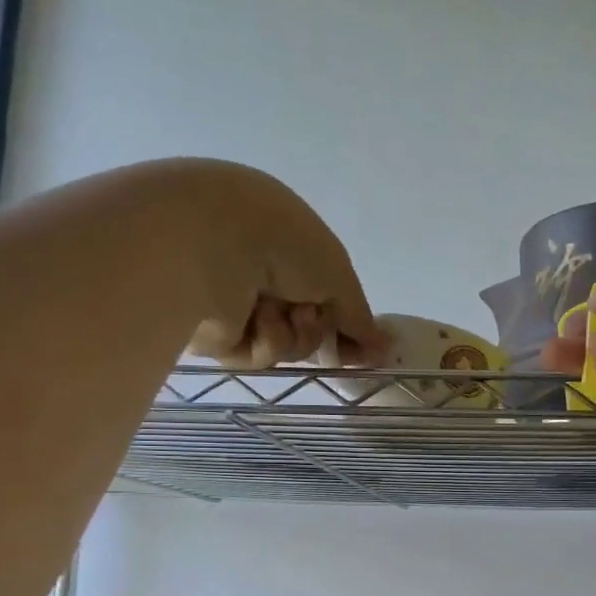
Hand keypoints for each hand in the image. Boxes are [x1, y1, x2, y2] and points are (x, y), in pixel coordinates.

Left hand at [151, 160, 383, 368]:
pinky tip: (256, 319)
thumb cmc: (285, 244)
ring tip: (282, 310)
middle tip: (317, 322)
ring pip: (286, 343)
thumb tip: (384, 349)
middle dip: (319, 329)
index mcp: (286, 241)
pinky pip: (257, 354)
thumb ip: (360, 316)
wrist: (211, 243)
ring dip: (295, 333)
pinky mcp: (212, 330)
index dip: (346, 321)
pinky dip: (265, 341)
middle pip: (307, 324)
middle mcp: (258, 269)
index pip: (324, 292)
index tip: (364, 348)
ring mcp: (233, 300)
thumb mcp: (339, 274)